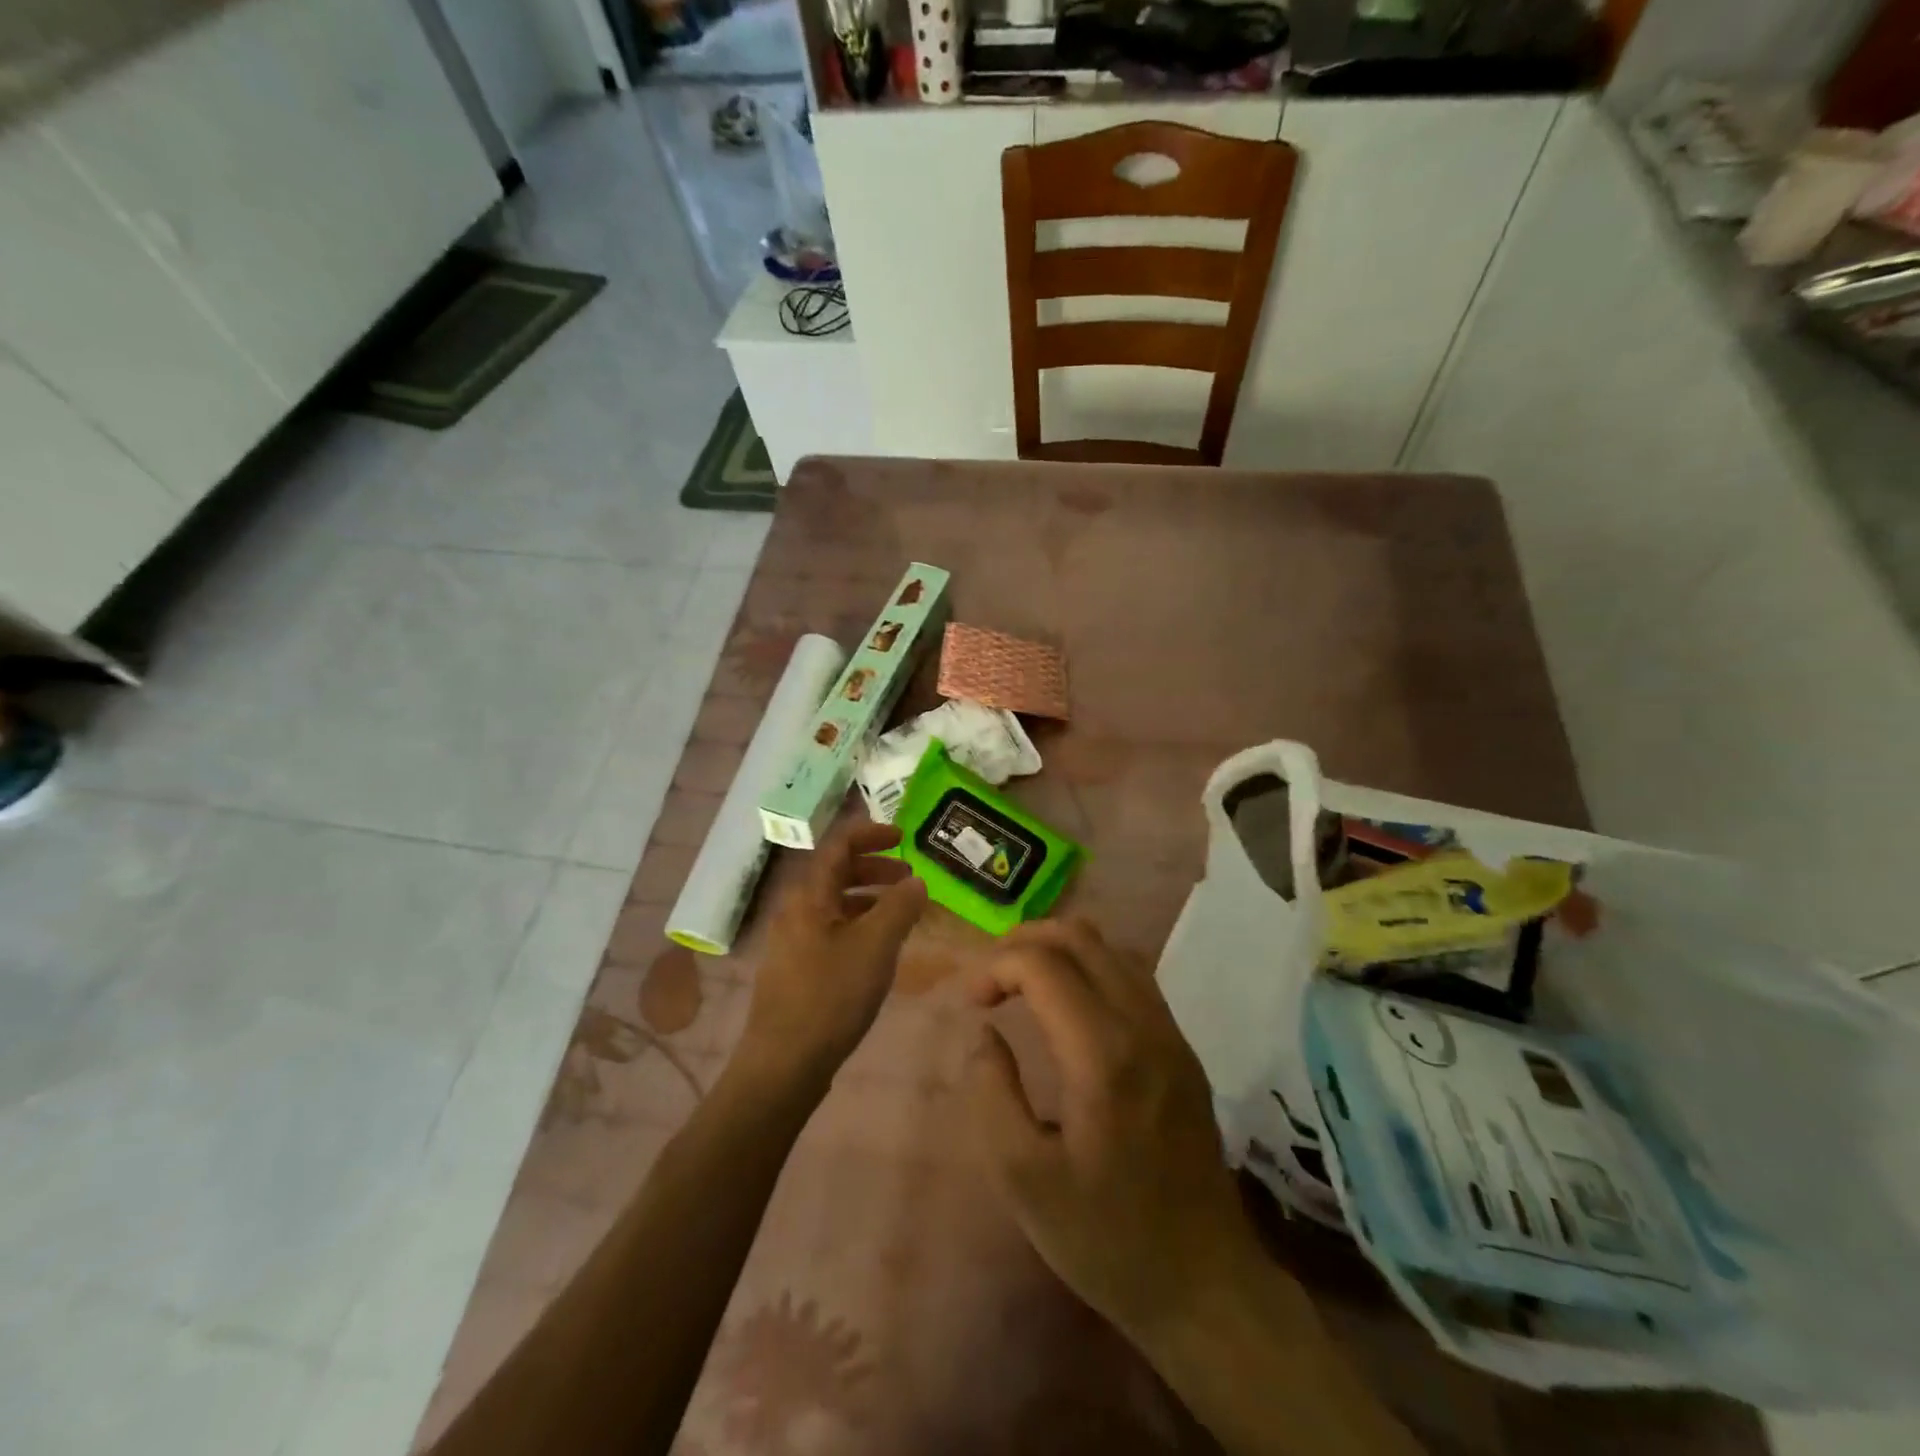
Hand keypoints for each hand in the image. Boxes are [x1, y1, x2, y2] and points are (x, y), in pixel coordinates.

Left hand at [738, 819, 928, 1093]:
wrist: (784, 1063)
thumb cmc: (831, 995)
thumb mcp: (876, 945)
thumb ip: (900, 907)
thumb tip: (916, 882)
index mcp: (809, 895)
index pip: (838, 845)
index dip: (871, 833)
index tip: (904, 836)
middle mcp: (796, 910)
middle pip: (836, 873)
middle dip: (875, 868)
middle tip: (910, 878)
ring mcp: (793, 941)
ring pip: (835, 904)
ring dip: (870, 898)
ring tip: (902, 913)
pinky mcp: (797, 969)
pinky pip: (832, 930)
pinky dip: (859, 925)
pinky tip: (880, 949)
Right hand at [965, 918, 1260, 1341]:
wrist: (1205, 1283)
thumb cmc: (1107, 1238)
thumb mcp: (1024, 1180)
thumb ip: (993, 1093)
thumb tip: (984, 1033)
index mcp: (1103, 1055)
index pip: (1044, 964)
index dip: (996, 967)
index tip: (971, 1003)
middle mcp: (1143, 1025)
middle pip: (1081, 937)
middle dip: (1025, 940)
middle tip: (990, 977)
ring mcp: (1170, 1032)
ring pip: (1111, 949)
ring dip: (1060, 949)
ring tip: (1022, 982)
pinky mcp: (1182, 1047)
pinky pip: (1133, 976)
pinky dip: (1091, 967)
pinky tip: (1068, 1005)